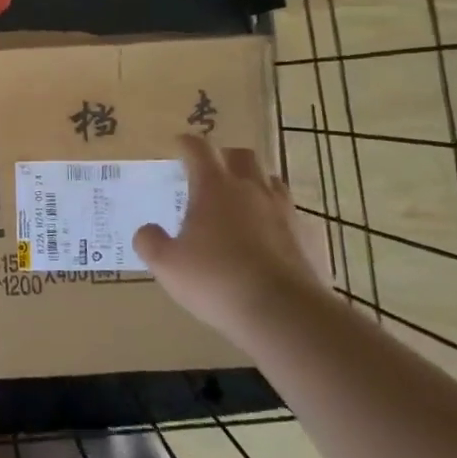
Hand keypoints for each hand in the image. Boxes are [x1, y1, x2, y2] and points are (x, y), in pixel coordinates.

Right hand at [133, 136, 320, 339]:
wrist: (284, 314)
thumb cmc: (217, 281)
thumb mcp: (167, 265)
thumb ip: (150, 242)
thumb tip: (147, 231)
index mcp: (214, 187)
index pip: (199, 150)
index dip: (187, 144)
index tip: (179, 145)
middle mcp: (252, 190)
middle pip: (242, 156)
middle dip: (225, 157)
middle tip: (212, 172)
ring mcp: (285, 212)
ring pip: (271, 181)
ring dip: (255, 183)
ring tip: (242, 201)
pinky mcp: (309, 237)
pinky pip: (292, 215)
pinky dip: (277, 218)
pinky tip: (269, 237)